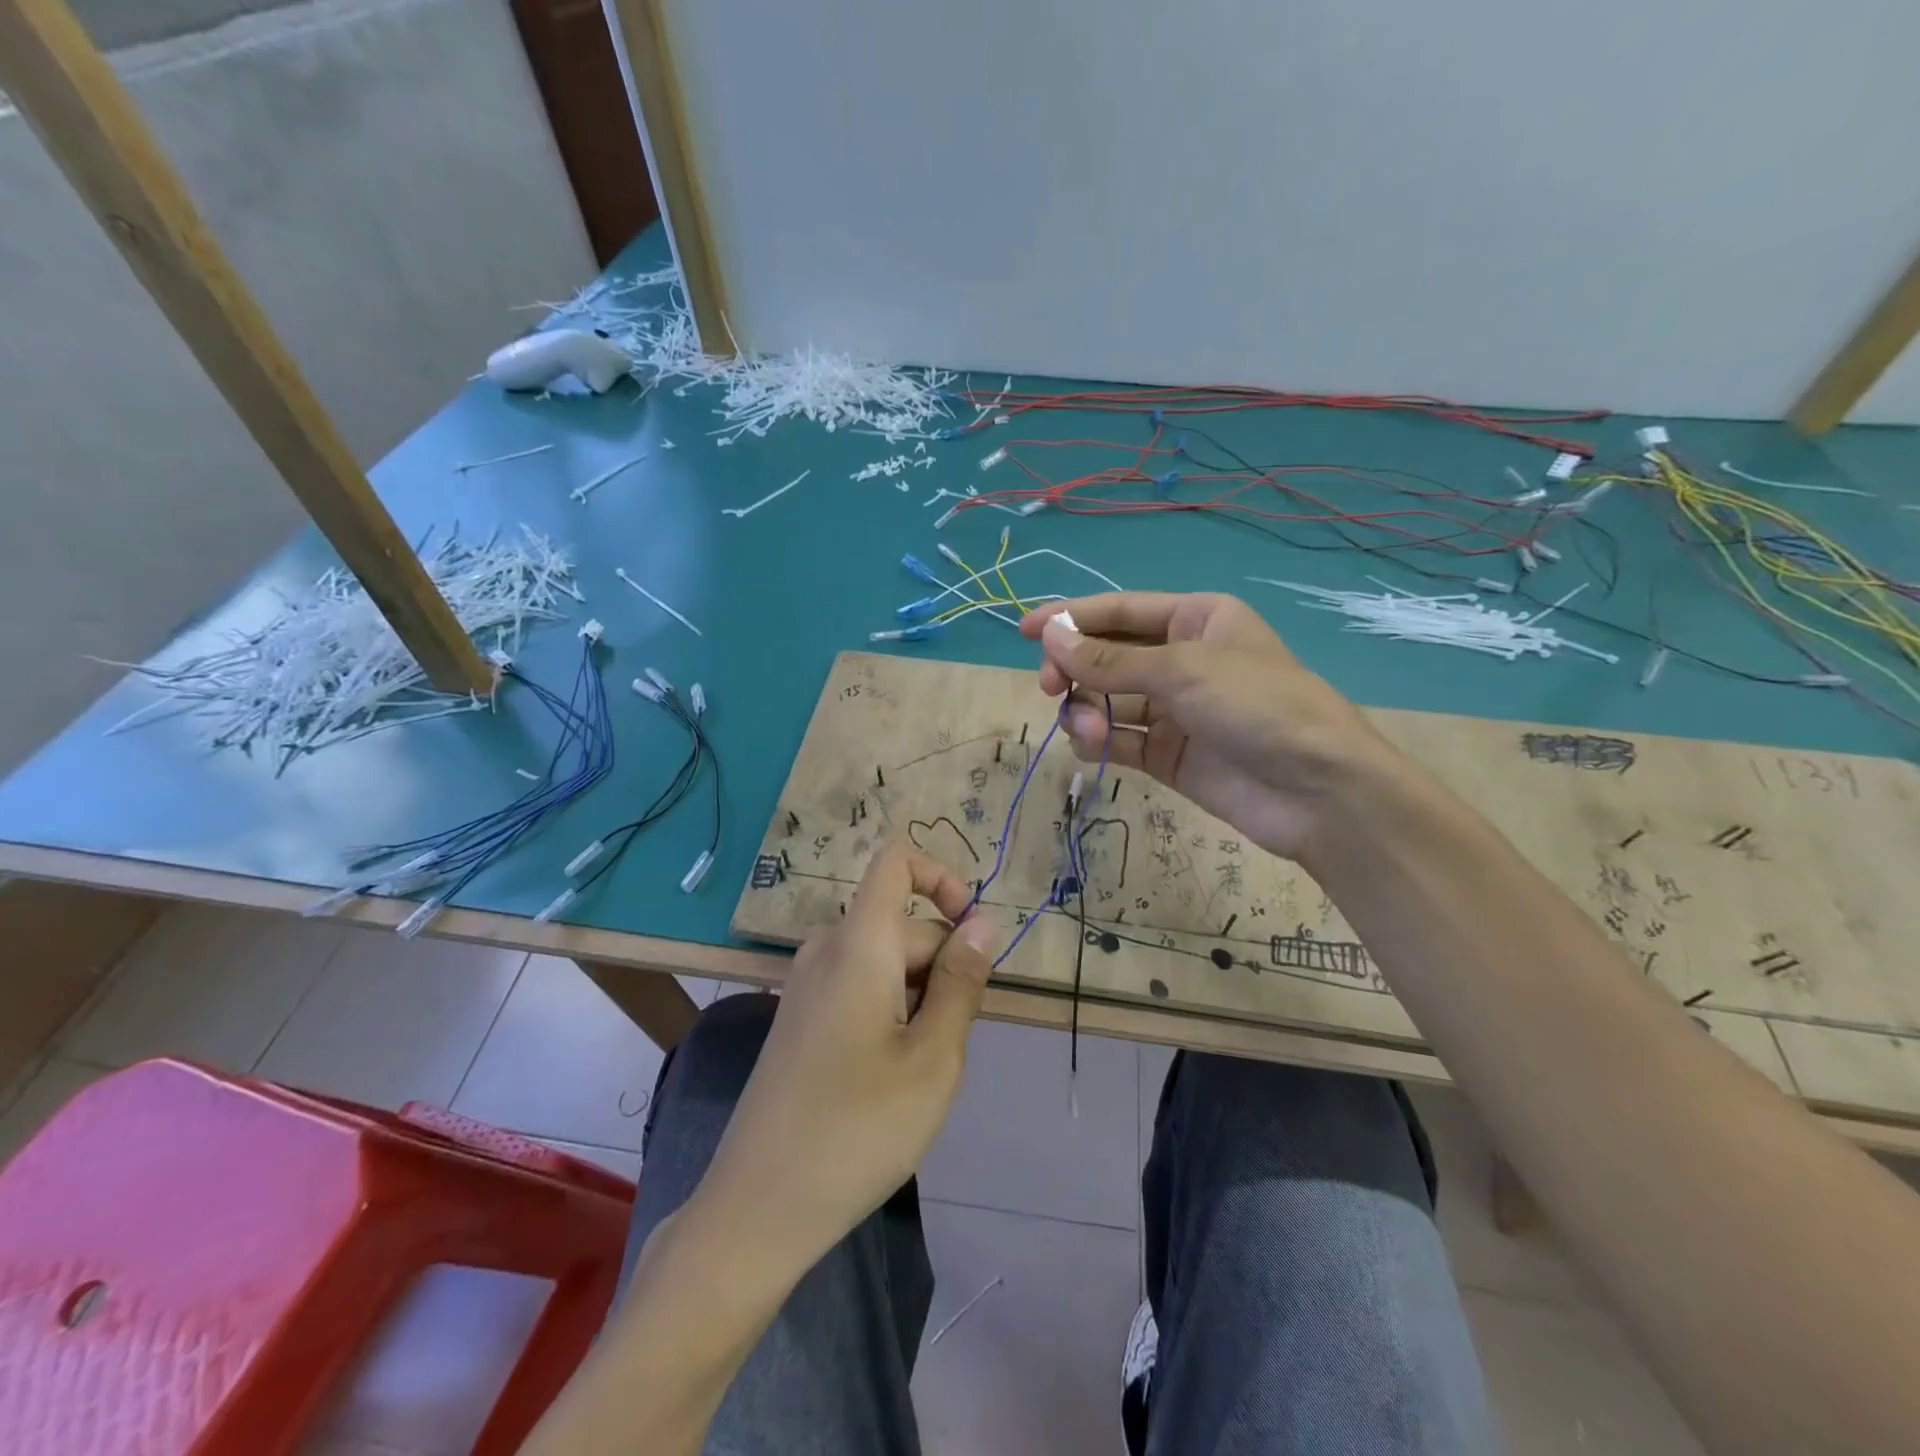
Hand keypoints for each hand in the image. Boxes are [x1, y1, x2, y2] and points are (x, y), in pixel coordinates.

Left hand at [693, 844, 996, 1269]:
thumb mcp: (933, 1057)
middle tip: (948, 1047)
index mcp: (858, 943)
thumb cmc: (857, 1129)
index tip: (972, 935)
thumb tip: (983, 922)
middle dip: (942, 968)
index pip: (895, 862)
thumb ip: (961, 981)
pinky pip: (860, 988)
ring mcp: (807, 985)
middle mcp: (827, 950)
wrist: (757, 1208)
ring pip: (886, 962)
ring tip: (919, 1071)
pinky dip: (891, 1013)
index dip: (942, 877)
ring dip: (919, 998)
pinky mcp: (800, 1018)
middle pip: (902, 925)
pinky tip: (888, 1078)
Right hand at [1019, 592, 1404, 861]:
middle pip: (1109, 654)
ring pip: (1108, 699)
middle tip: (1049, 684)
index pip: (1121, 611)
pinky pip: (1120, 738)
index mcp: (1197, 620)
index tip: (1026, 630)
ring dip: (1086, 707)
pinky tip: (1091, 743)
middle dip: (1075, 667)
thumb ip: (1110, 659)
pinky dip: (1099, 739)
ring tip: (1083, 723)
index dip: (1071, 618)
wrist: (1317, 793)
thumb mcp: (1182, 670)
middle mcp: (1183, 660)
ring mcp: (1175, 710)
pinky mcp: (1169, 754)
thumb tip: (1049, 637)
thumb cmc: (1258, 707)